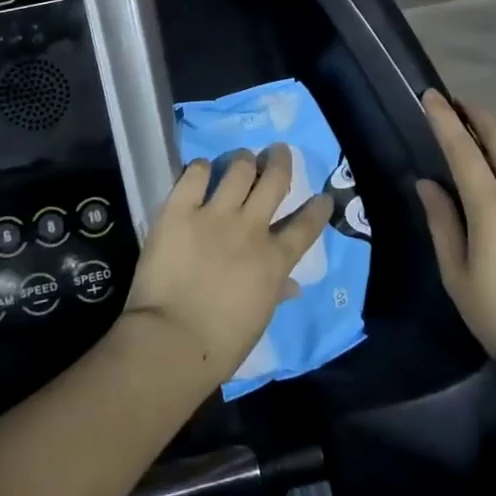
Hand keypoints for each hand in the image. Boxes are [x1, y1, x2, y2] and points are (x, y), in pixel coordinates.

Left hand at [122, 146, 330, 385]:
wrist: (173, 340)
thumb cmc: (221, 344)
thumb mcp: (259, 320)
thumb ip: (276, 293)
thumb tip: (293, 287)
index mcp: (275, 260)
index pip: (306, 226)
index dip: (317, 208)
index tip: (322, 196)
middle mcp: (251, 228)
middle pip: (275, 180)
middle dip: (280, 160)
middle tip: (278, 151)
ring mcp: (215, 215)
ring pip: (240, 168)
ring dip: (243, 160)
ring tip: (242, 158)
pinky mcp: (180, 209)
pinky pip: (196, 174)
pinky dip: (201, 168)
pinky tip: (201, 170)